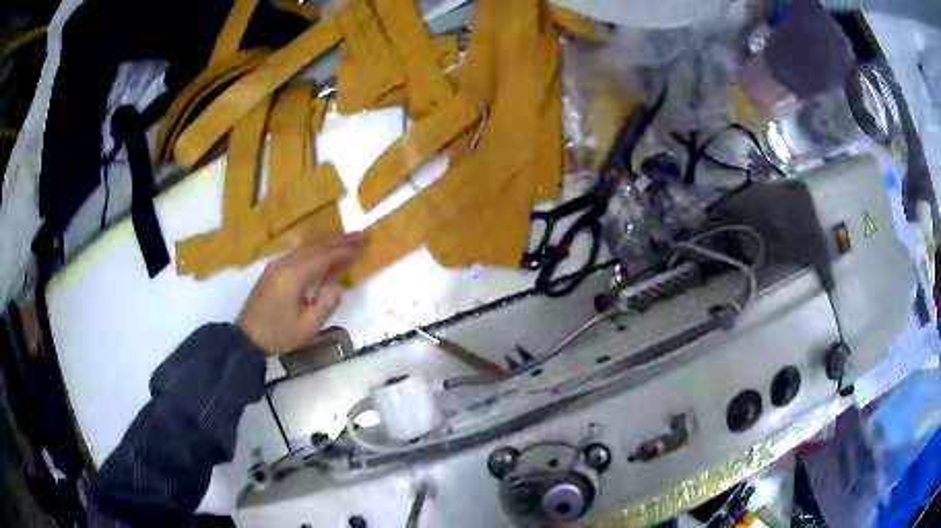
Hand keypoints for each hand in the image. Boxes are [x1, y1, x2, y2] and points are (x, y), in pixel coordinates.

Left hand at [237, 233, 363, 354]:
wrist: (247, 338)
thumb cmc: (279, 335)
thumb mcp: (309, 326)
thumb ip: (327, 301)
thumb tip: (336, 281)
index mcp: (292, 278)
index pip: (323, 257)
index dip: (344, 252)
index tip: (363, 248)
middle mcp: (284, 264)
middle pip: (315, 246)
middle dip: (339, 240)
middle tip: (361, 236)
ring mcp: (276, 264)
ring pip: (306, 245)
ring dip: (328, 241)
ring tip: (348, 238)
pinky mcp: (273, 268)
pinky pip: (298, 251)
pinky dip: (316, 247)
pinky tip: (325, 249)